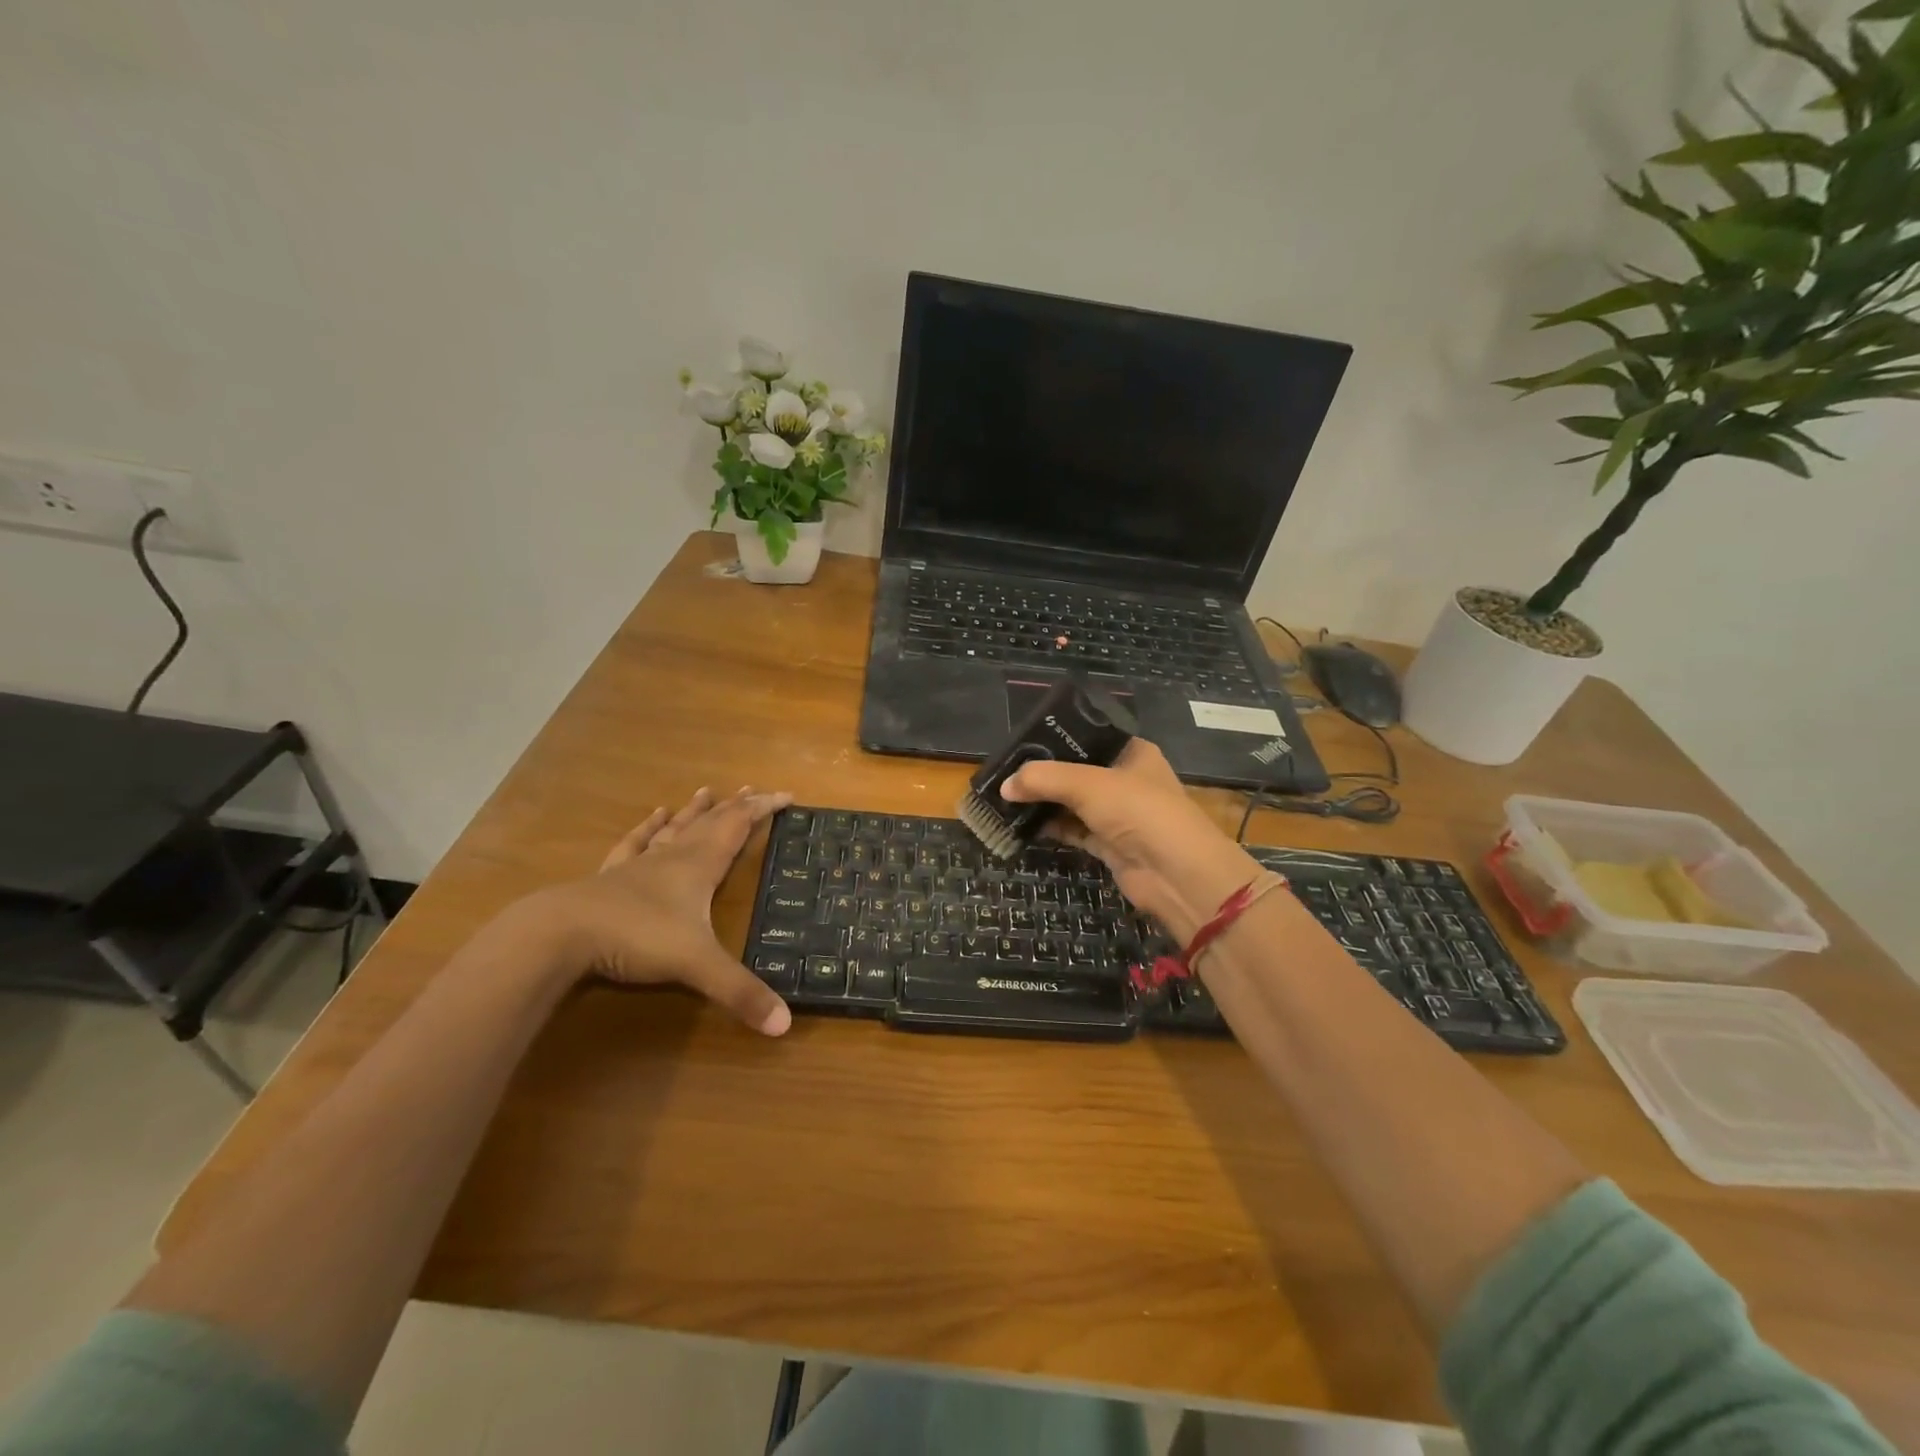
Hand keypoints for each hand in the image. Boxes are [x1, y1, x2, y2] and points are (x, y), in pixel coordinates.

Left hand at [533, 786, 794, 1035]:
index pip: (738, 827)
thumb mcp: (697, 965)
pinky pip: (635, 844)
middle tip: (754, 789)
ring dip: (694, 811)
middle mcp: (673, 858)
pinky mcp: (610, 877)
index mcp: (699, 867)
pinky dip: (647, 828)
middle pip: (710, 823)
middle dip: (736, 806)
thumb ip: (740, 992)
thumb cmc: (637, 937)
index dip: (763, 810)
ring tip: (706, 792)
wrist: (561, 933)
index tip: (786, 794)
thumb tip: (786, 1024)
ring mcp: (639, 865)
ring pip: (674, 829)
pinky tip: (653, 815)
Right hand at [1001, 740, 1260, 943]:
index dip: (1056, 738)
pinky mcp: (1109, 844)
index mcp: (1132, 752)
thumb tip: (1004, 786)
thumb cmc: (1139, 812)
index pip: (1089, 736)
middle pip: (1076, 770)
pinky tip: (1021, 824)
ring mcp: (1118, 814)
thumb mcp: (1088, 785)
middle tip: (1004, 772)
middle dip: (1043, 774)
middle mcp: (1126, 779)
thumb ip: (1044, 779)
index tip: (1020, 742)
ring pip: (1072, 802)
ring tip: (1004, 797)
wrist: (1176, 874)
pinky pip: (1073, 829)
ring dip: (1043, 802)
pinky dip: (1051, 827)